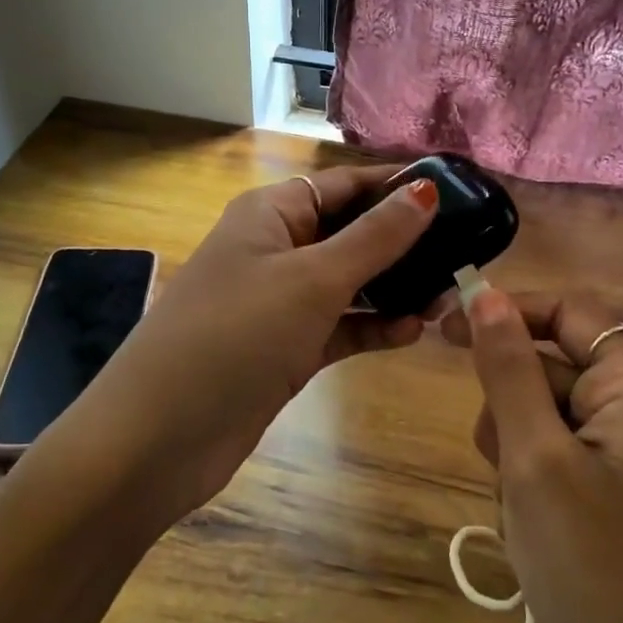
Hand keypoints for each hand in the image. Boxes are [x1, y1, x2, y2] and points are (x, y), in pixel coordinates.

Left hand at [91, 164, 439, 514]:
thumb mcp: (311, 280)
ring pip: (348, 283)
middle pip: (349, 233)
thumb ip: (374, 238)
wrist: (158, 438)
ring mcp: (278, 303)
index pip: (343, 185)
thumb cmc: (235, 336)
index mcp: (270, 214)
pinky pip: (338, 327)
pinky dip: (372, 327)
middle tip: (464, 252)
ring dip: (393, 288)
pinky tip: (412, 332)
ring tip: (447, 296)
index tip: (455, 194)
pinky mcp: (284, 349)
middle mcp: (274, 250)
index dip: (395, 187)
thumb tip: (425, 191)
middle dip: (402, 242)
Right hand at [444, 291, 622, 622]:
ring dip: (512, 454)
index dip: (510, 311)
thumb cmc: (590, 567)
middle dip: (511, 407)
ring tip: (524, 511)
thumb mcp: (535, 457)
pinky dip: (523, 486)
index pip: (570, 312)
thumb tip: (485, 293)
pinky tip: (530, 535)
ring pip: (537, 417)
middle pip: (548, 366)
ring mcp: (620, 459)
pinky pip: (544, 461)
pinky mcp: (601, 498)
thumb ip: (508, 368)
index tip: (443, 325)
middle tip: (507, 463)